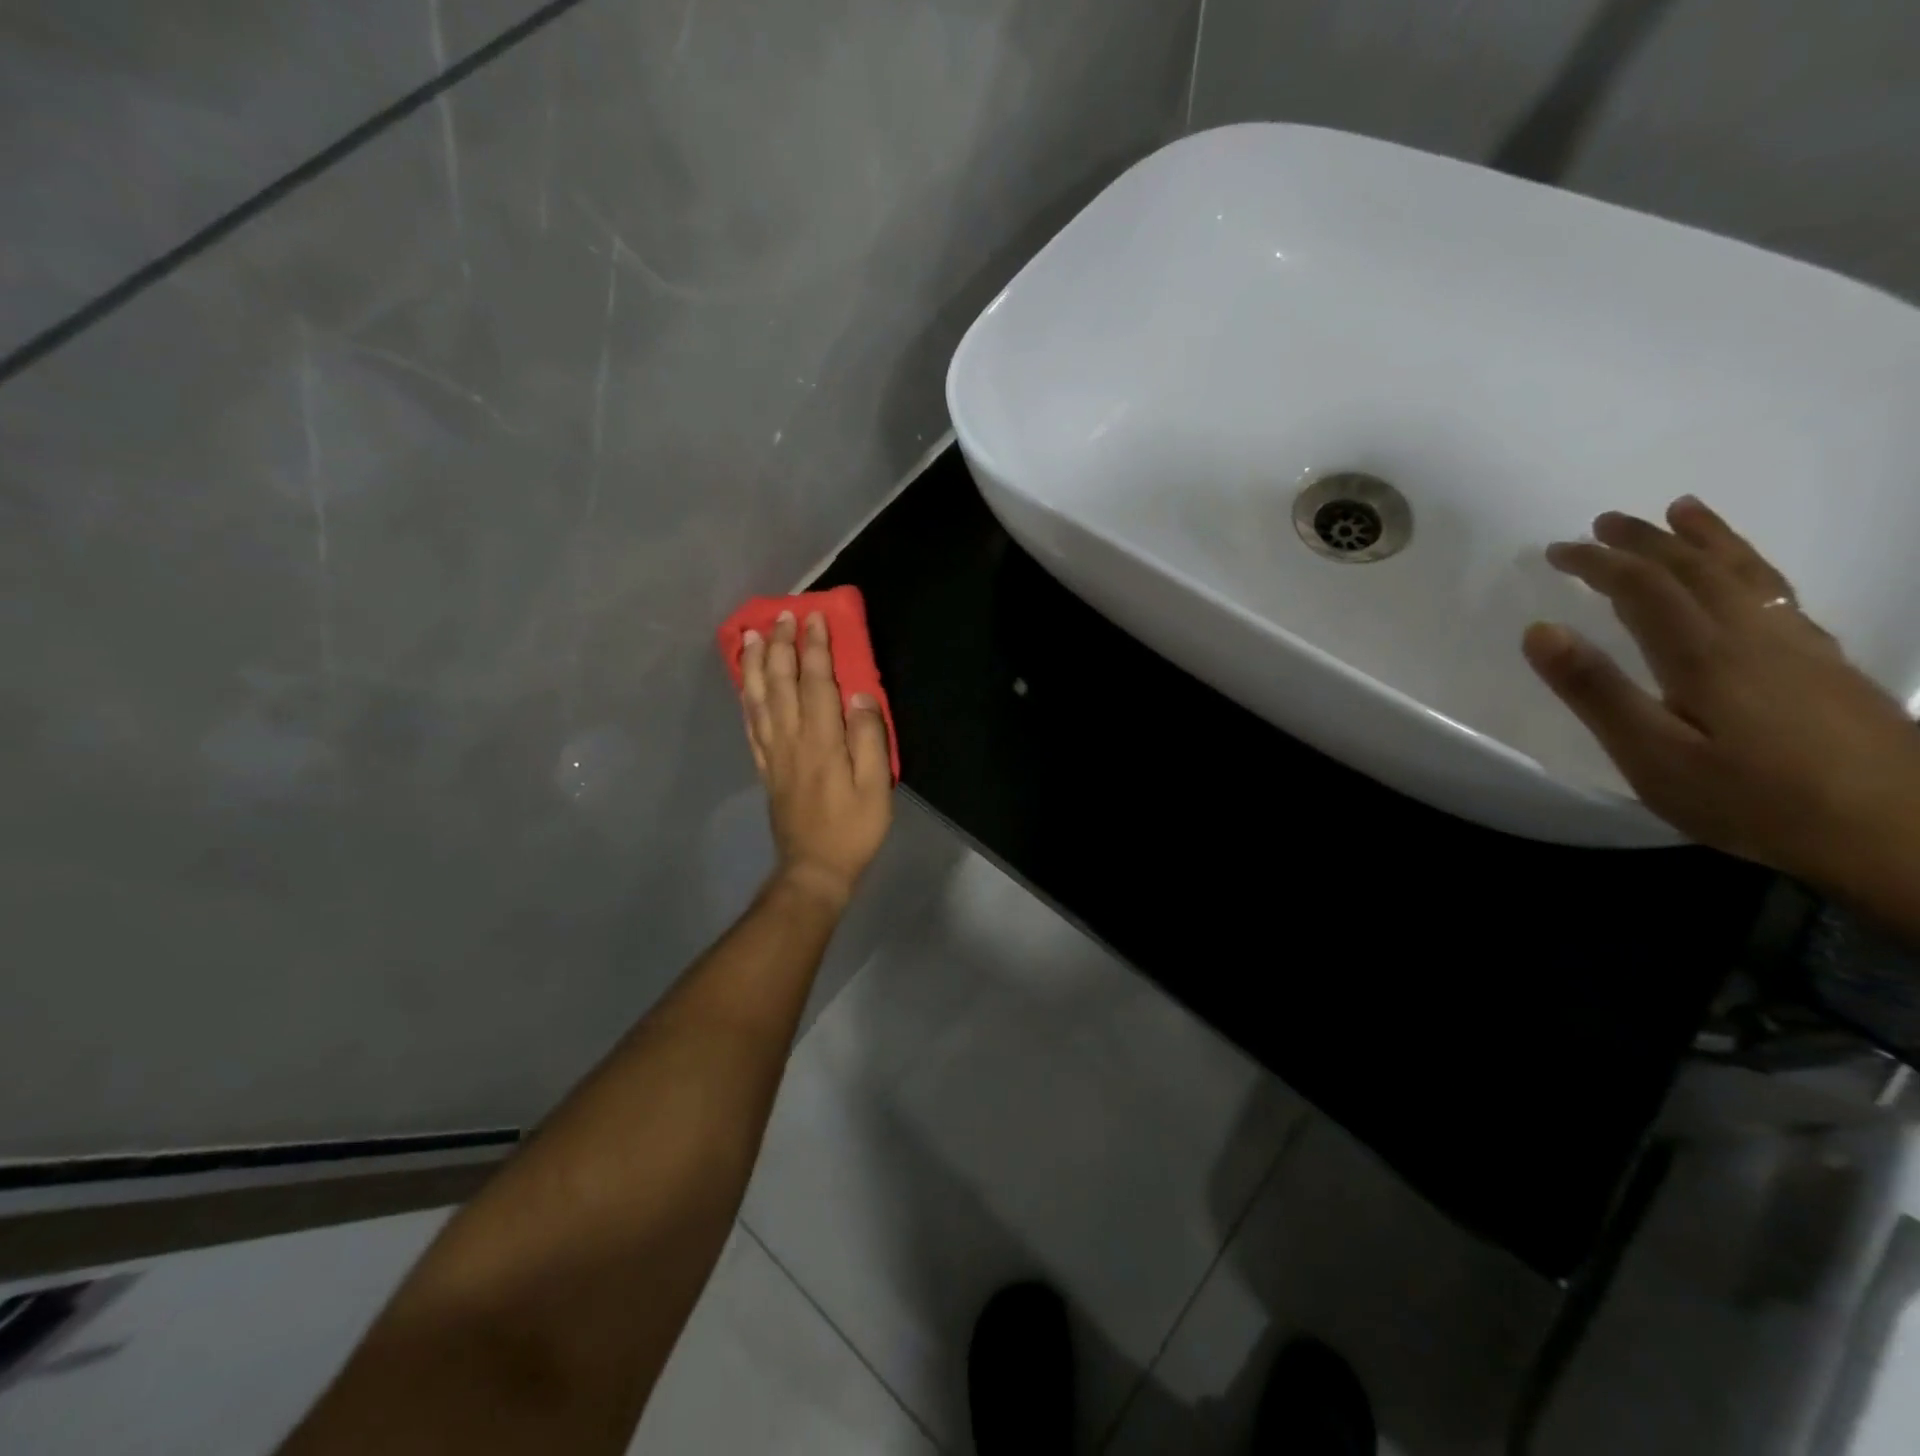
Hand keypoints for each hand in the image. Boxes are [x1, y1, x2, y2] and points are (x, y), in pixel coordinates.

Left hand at [739, 610, 893, 909]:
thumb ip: (869, 738)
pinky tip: (744, 684)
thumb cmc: (853, 828)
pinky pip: (750, 724)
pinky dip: (745, 698)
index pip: (816, 682)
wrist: (814, 868)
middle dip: (780, 645)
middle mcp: (791, 739)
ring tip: (750, 636)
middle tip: (781, 616)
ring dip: (754, 664)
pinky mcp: (765, 767)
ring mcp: (773, 753)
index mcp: (821, 740)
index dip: (814, 648)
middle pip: (780, 683)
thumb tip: (861, 696)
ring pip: (758, 698)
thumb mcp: (876, 786)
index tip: (814, 618)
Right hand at [1522, 495, 1919, 891]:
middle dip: (1645, 541)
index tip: (1555, 550)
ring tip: (1682, 510)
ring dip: (1706, 539)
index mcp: (1704, 654)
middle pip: (1696, 569)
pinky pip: (1779, 593)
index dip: (1598, 563)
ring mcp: (1798, 647)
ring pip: (1747, 573)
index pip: (1643, 588)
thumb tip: (1540, 629)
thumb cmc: (1753, 800)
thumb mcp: (1652, 756)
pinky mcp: (1826, 666)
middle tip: (1604, 522)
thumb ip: (1595, 691)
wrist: (1899, 834)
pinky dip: (1750, 566)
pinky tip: (1745, 577)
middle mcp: (1753, 635)